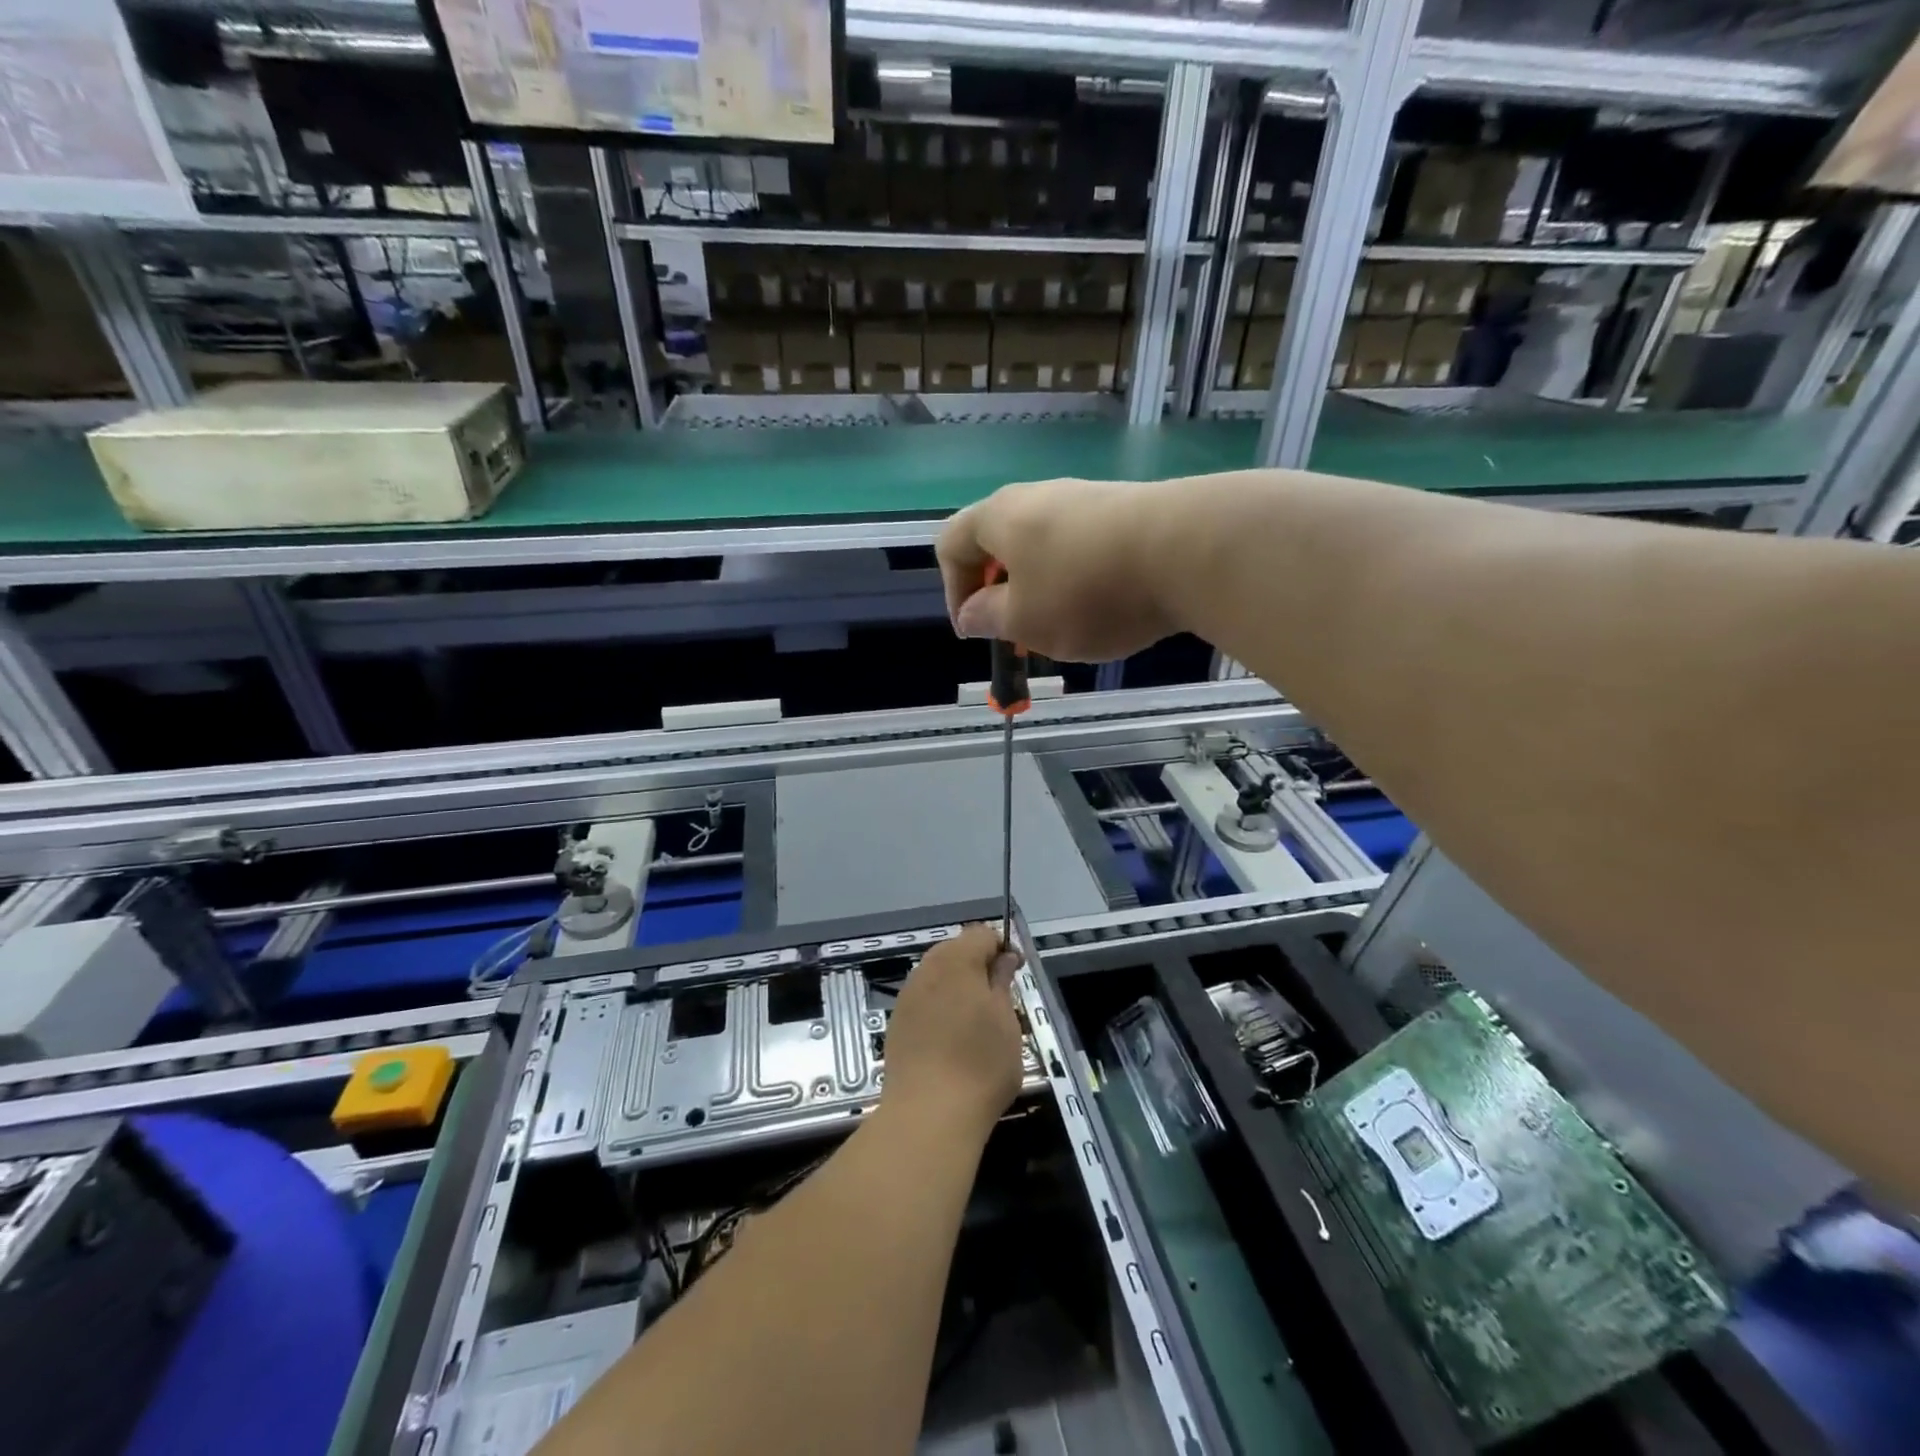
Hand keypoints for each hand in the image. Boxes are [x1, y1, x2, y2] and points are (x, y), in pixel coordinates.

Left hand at [879, 925, 1024, 1142]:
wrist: (927, 1114)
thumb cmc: (980, 1065)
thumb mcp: (1006, 1021)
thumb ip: (1002, 982)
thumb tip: (1004, 959)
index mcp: (956, 960)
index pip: (981, 934)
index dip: (1002, 948)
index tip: (1016, 974)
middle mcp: (926, 969)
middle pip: (955, 950)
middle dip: (978, 965)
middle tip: (999, 999)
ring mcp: (907, 996)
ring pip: (937, 975)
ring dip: (957, 986)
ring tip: (976, 1021)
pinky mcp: (896, 1022)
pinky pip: (923, 1000)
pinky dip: (940, 1007)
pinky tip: (951, 1037)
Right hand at [936, 478, 1179, 662]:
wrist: (1187, 549)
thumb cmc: (1086, 591)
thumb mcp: (1025, 621)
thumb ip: (989, 618)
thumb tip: (970, 612)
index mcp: (998, 517)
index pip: (950, 545)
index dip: (953, 592)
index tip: (976, 632)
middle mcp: (1037, 496)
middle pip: (998, 542)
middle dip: (1000, 592)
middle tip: (1019, 632)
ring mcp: (1084, 498)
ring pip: (1043, 546)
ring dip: (1041, 588)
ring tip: (1066, 626)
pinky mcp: (1124, 508)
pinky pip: (1083, 545)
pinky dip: (1079, 578)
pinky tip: (1107, 605)